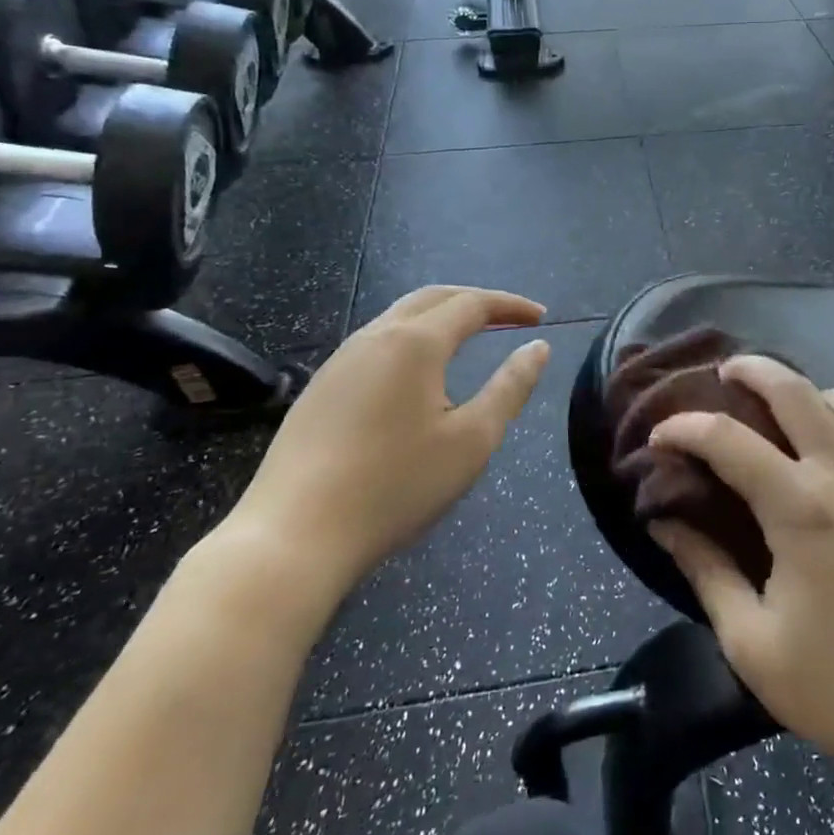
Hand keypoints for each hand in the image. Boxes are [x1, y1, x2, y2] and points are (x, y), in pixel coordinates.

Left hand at [218, 286, 550, 607]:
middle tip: (509, 317)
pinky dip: (412, 340)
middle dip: (475, 301)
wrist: (293, 536)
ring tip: (470, 338)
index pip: (472, 304)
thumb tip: (537, 348)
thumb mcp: (472, 440)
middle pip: (432, 298)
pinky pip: (376, 343)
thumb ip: (510, 388)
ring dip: (441, 317)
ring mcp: (340, 361)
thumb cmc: (396, 486)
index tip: (540, 317)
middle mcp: (374, 337)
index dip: (510, 305)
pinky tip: (417, 375)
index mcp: (415, 343)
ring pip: (399, 318)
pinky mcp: (319, 388)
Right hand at [649, 356, 833, 813]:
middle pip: (796, 390)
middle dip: (753, 369)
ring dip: (810, 394)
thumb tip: (665, 522)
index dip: (684, 429)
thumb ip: (705, 571)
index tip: (659, 437)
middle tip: (725, 373)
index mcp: (801, 507)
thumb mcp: (753, 643)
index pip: (727, 440)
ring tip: (786, 412)